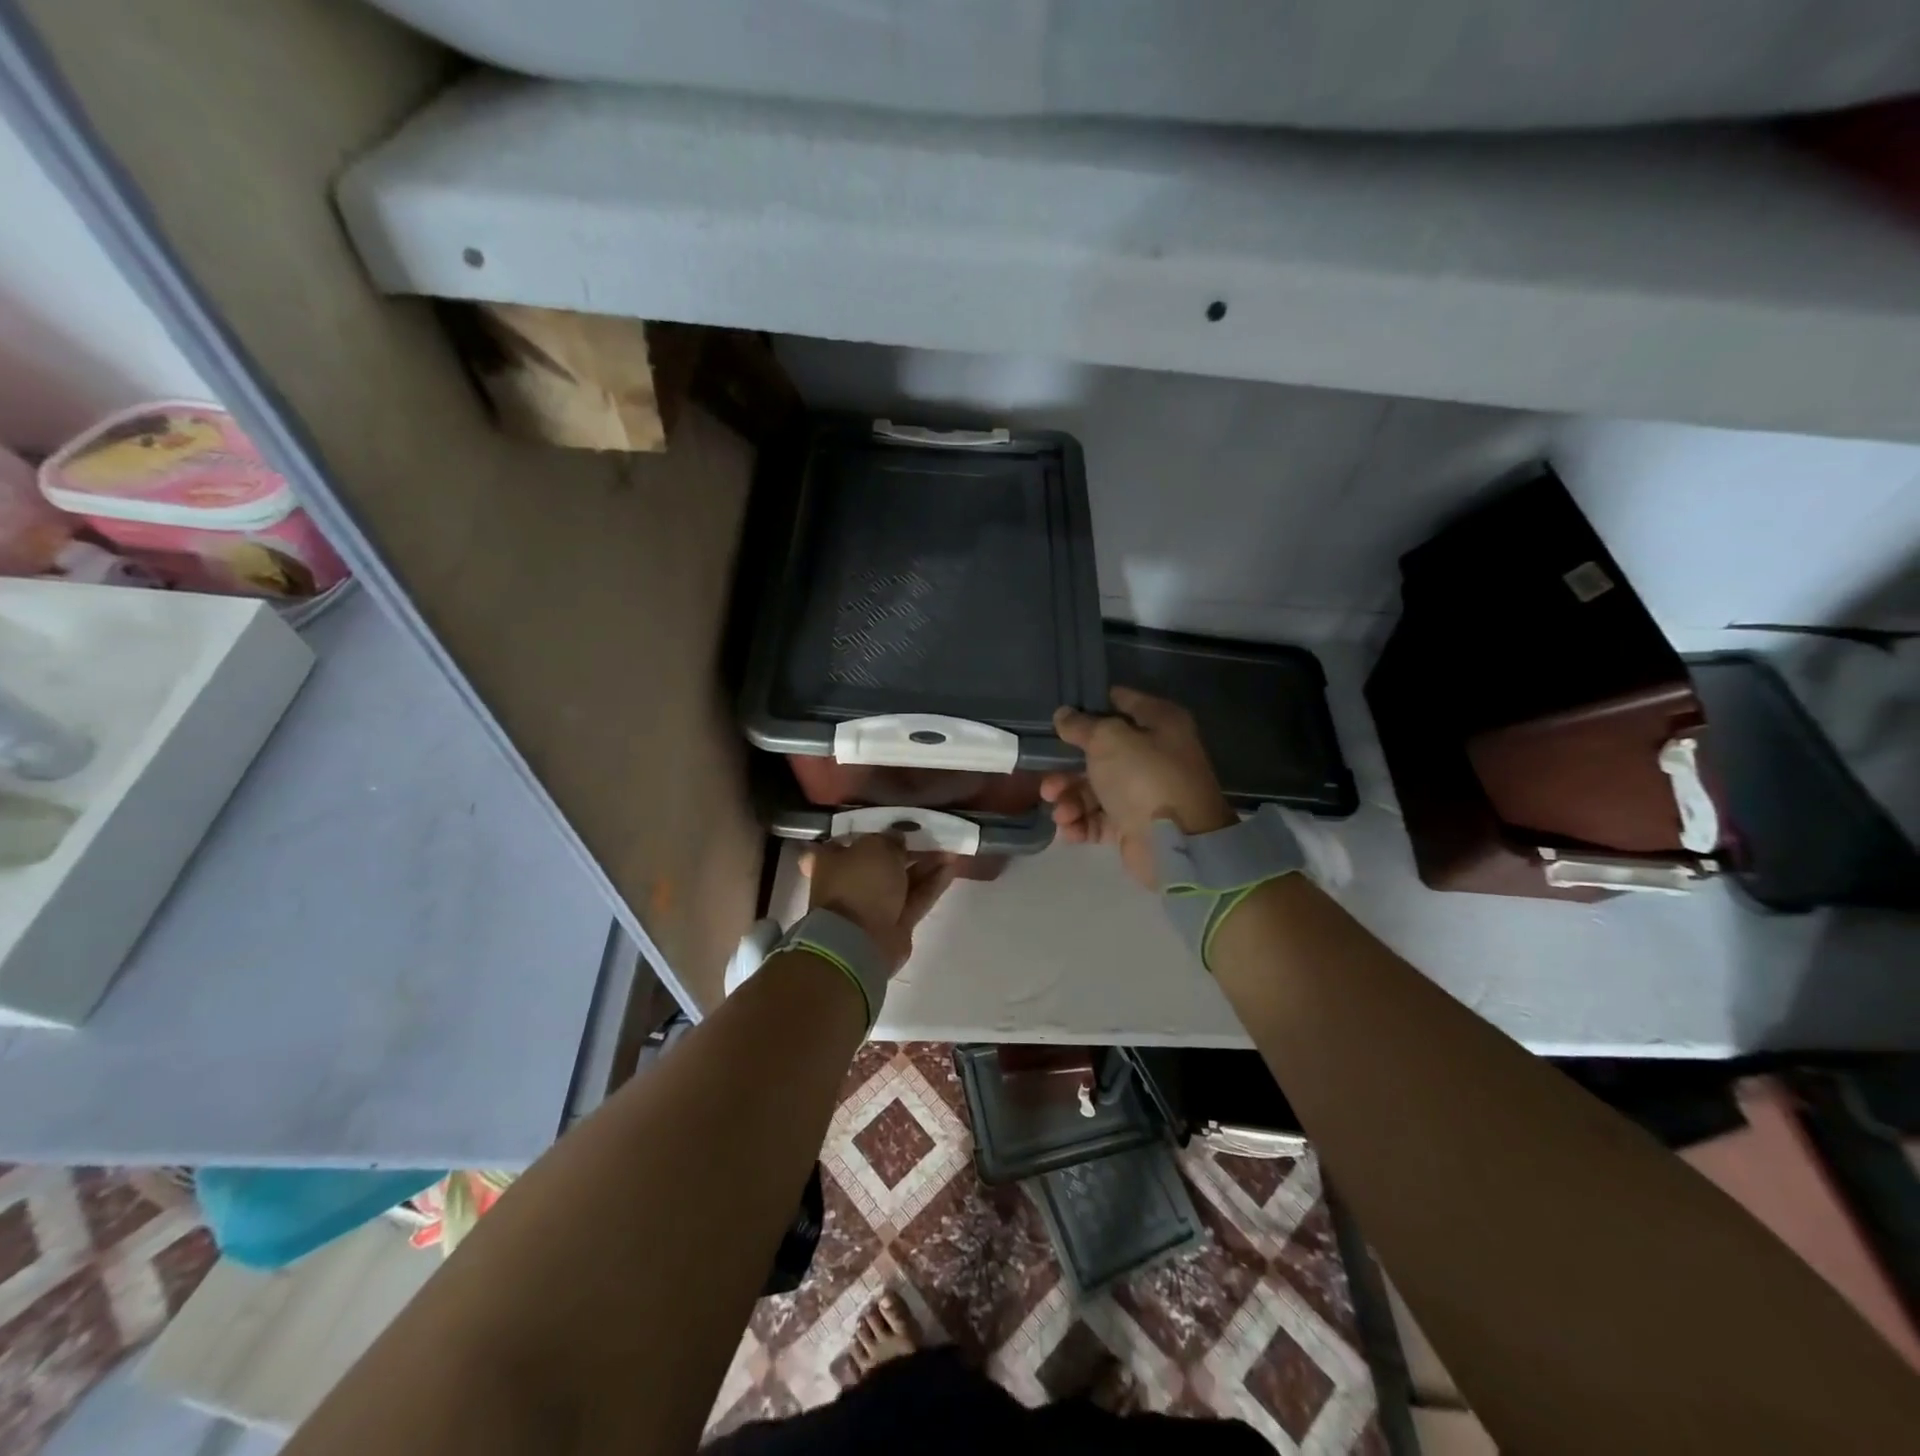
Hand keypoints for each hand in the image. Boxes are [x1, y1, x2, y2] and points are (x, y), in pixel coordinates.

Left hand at [800, 835, 956, 975]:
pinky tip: (951, 868)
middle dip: (905, 849)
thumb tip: (897, 839)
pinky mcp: (895, 923)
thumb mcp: (874, 847)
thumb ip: (889, 839)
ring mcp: (872, 905)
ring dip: (925, 865)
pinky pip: (915, 898)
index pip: (847, 840)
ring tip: (949, 849)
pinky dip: (932, 884)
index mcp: (830, 861)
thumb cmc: (859, 884)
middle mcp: (849, 882)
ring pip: (902, 879)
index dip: (870, 830)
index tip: (892, 823)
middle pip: (880, 861)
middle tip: (929, 835)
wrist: (860, 942)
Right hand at [1041, 687, 1234, 888]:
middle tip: (1048, 782)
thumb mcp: (1109, 740)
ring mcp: (1144, 791)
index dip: (1088, 705)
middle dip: (1068, 767)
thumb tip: (1064, 715)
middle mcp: (1154, 754)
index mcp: (1159, 723)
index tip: (1057, 715)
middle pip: (1100, 751)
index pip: (1120, 701)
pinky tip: (1068, 829)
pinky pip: (1099, 817)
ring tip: (1060, 812)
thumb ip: (1082, 725)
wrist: (1175, 844)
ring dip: (1070, 798)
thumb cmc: (1144, 778)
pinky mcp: (1134, 824)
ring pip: (1095, 787)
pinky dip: (1081, 822)